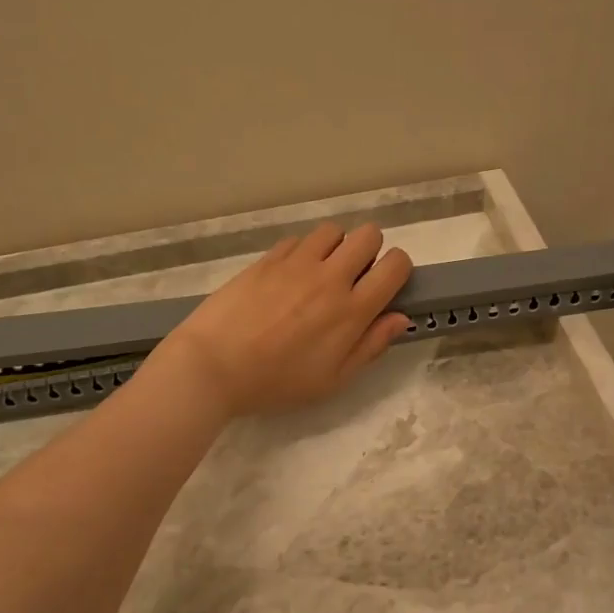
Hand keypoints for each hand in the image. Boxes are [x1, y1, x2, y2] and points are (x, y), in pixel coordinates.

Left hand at [153, 222, 412, 416]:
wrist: (213, 365)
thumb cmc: (276, 382)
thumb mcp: (332, 380)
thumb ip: (370, 346)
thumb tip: (400, 318)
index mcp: (352, 310)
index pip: (395, 265)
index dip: (398, 269)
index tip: (385, 285)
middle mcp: (330, 277)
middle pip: (369, 235)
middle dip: (370, 251)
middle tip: (354, 277)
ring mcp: (296, 263)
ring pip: (333, 230)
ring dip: (335, 247)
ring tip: (321, 273)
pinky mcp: (268, 258)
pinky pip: (298, 240)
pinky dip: (303, 252)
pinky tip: (289, 277)